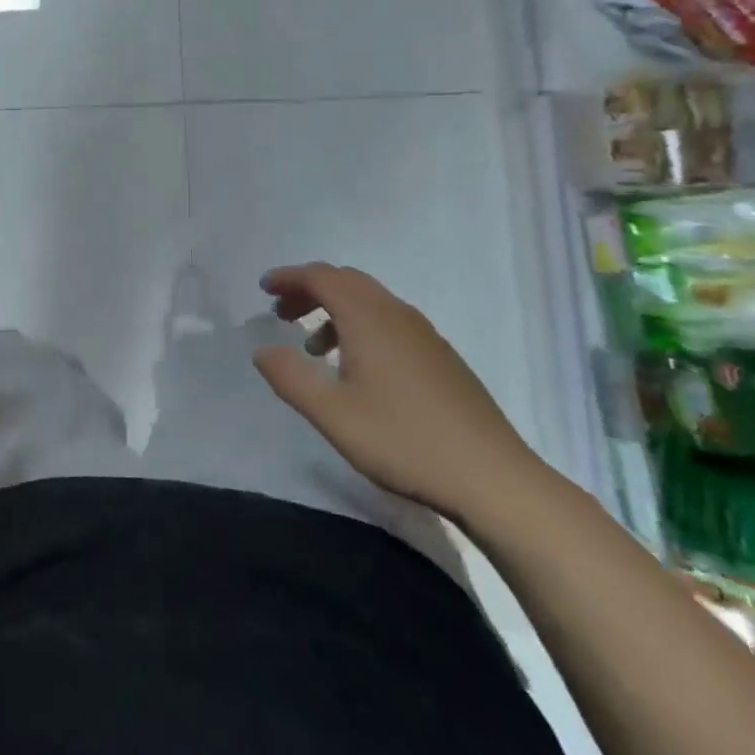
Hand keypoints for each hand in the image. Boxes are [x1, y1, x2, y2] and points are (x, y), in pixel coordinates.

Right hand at [252, 262, 542, 524]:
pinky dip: (360, 326)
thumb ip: (290, 377)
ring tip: (313, 348)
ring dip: (335, 310)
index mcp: (368, 318)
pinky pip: (389, 321)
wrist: (493, 478)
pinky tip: (357, 369)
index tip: (263, 289)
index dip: (289, 278)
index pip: (321, 277)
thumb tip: (261, 349)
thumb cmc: (404, 440)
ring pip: (370, 301)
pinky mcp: (441, 357)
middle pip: (346, 281)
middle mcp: (397, 314)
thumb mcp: (332, 414)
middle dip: (309, 290)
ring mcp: (424, 334)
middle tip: (281, 314)